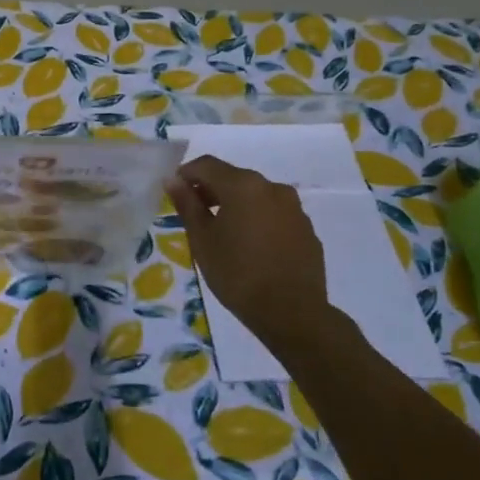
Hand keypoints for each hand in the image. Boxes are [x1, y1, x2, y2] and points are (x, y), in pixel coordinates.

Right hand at [166, 156, 331, 351]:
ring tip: (224, 233)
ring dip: (236, 205)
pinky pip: (275, 215)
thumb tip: (173, 180)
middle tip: (195, 214)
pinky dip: (258, 220)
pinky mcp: (307, 229)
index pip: (206, 165)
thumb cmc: (237, 274)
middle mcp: (271, 187)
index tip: (174, 193)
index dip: (186, 174)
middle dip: (211, 190)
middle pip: (233, 178)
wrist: (292, 313)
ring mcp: (294, 208)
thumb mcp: (202, 240)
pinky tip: (252, 247)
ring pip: (256, 196)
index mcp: (243, 185)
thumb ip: (187, 204)